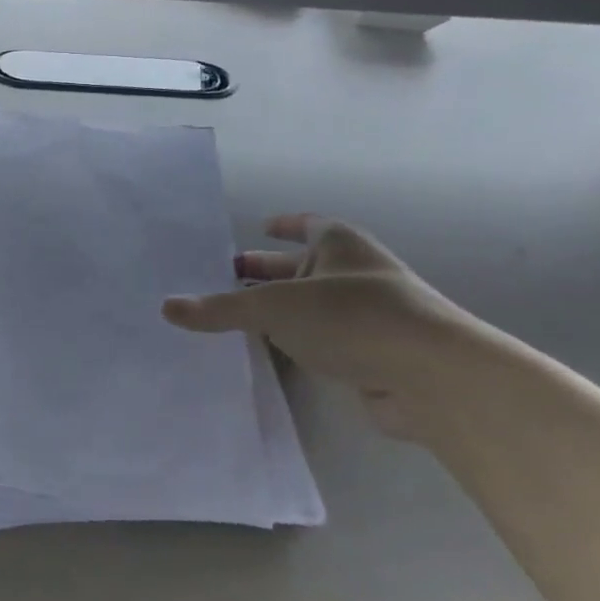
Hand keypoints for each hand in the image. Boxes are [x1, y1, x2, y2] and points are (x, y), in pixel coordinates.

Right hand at [161, 215, 474, 438]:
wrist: (431, 376)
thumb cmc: (351, 317)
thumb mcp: (274, 307)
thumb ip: (221, 309)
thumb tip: (167, 307)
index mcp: (338, 244)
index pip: (307, 224)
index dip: (284, 224)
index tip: (259, 227)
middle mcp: (354, 273)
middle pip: (303, 267)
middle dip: (268, 272)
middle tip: (226, 278)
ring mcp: (366, 317)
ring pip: (311, 308)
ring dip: (280, 313)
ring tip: (236, 320)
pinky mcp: (371, 357)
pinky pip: (322, 343)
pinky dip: (298, 345)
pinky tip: (270, 356)